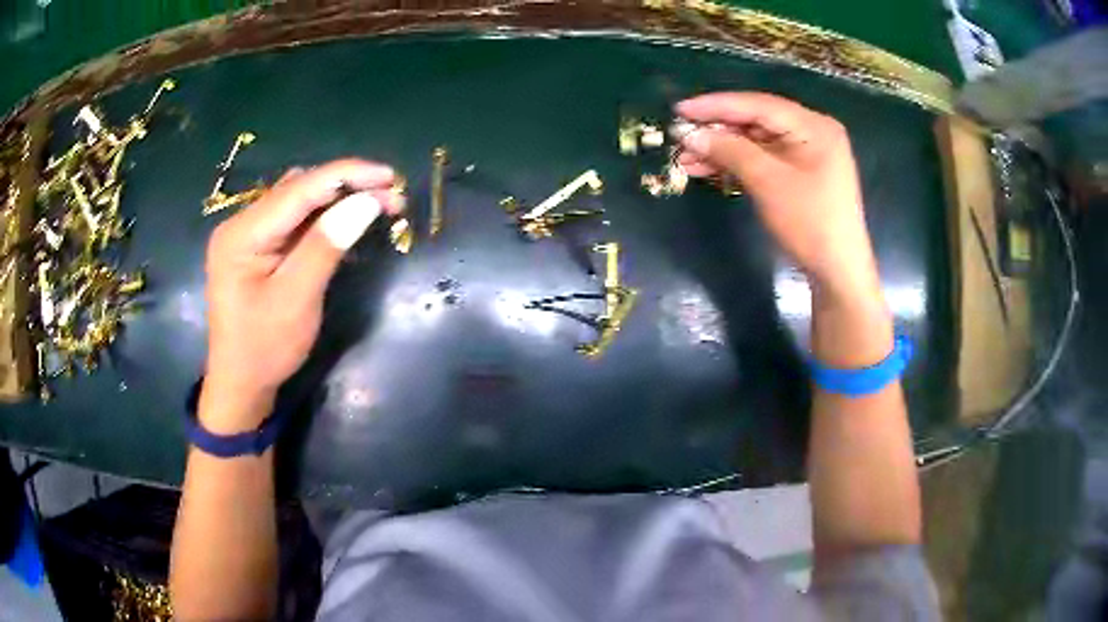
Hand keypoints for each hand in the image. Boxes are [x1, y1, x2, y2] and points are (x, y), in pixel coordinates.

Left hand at [202, 159, 401, 429]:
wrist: (240, 385)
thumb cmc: (265, 348)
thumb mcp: (297, 299)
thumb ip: (326, 245)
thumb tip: (367, 201)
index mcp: (242, 233)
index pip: (300, 189)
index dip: (347, 176)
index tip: (390, 176)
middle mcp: (241, 223)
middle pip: (299, 189)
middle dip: (346, 187)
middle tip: (390, 196)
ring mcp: (247, 234)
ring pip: (298, 201)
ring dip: (337, 199)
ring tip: (376, 204)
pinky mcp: (256, 247)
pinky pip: (293, 220)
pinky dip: (322, 217)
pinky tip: (345, 222)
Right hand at [675, 92, 880, 300]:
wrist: (837, 272)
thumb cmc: (809, 223)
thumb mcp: (767, 182)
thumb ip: (729, 150)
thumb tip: (689, 134)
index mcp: (813, 126)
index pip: (758, 105)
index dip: (716, 105)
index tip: (680, 109)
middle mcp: (812, 132)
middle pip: (756, 121)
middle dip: (717, 130)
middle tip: (680, 136)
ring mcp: (807, 154)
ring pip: (756, 142)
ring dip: (722, 149)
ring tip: (686, 159)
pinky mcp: (800, 173)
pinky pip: (763, 159)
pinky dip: (737, 163)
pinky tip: (708, 169)